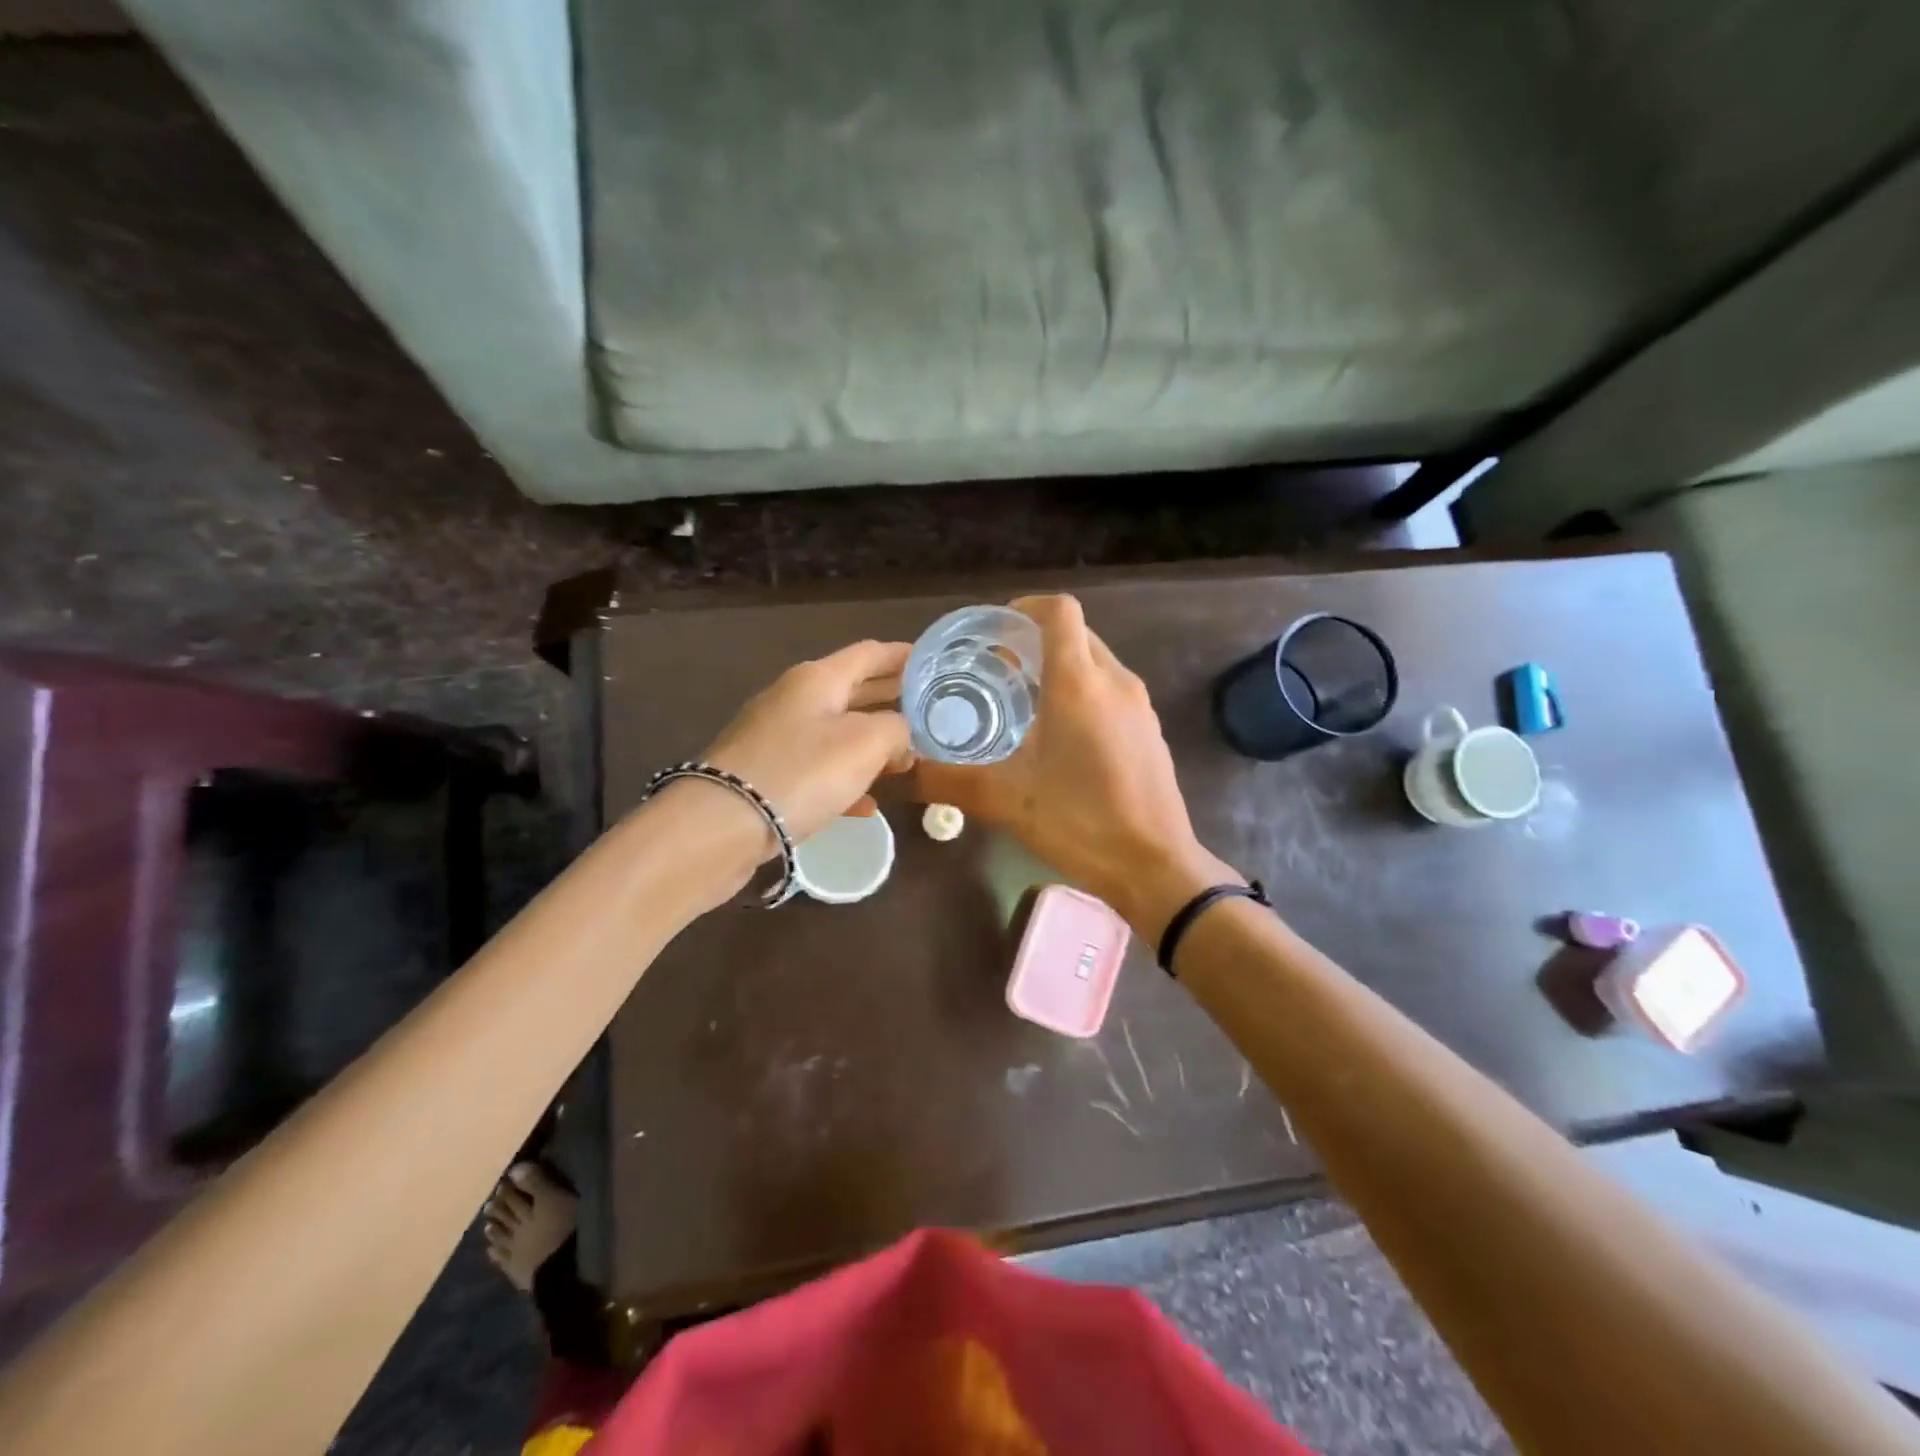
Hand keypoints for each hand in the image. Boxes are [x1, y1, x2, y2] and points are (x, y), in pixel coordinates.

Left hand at [700, 638, 913, 848]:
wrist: (722, 825)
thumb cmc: (803, 771)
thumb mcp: (866, 743)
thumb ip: (896, 729)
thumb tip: (901, 735)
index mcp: (817, 679)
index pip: (869, 653)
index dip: (903, 656)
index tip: (933, 663)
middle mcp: (794, 700)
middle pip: (852, 690)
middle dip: (890, 698)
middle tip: (928, 708)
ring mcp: (775, 738)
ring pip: (836, 732)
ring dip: (871, 742)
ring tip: (906, 757)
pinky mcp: (765, 776)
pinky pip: (817, 769)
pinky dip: (845, 779)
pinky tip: (867, 805)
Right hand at [913, 595, 1238, 937]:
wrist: (1154, 866)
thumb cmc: (1080, 822)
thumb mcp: (1006, 800)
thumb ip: (950, 780)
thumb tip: (906, 772)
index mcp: (1078, 683)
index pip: (1058, 611)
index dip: (1024, 609)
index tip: (994, 634)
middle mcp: (1114, 681)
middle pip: (1076, 633)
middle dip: (1036, 641)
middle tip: (998, 671)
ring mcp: (1139, 705)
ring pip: (1096, 662)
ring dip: (1061, 667)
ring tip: (1025, 703)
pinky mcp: (1150, 730)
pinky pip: (1112, 690)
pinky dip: (1084, 692)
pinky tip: (1062, 737)